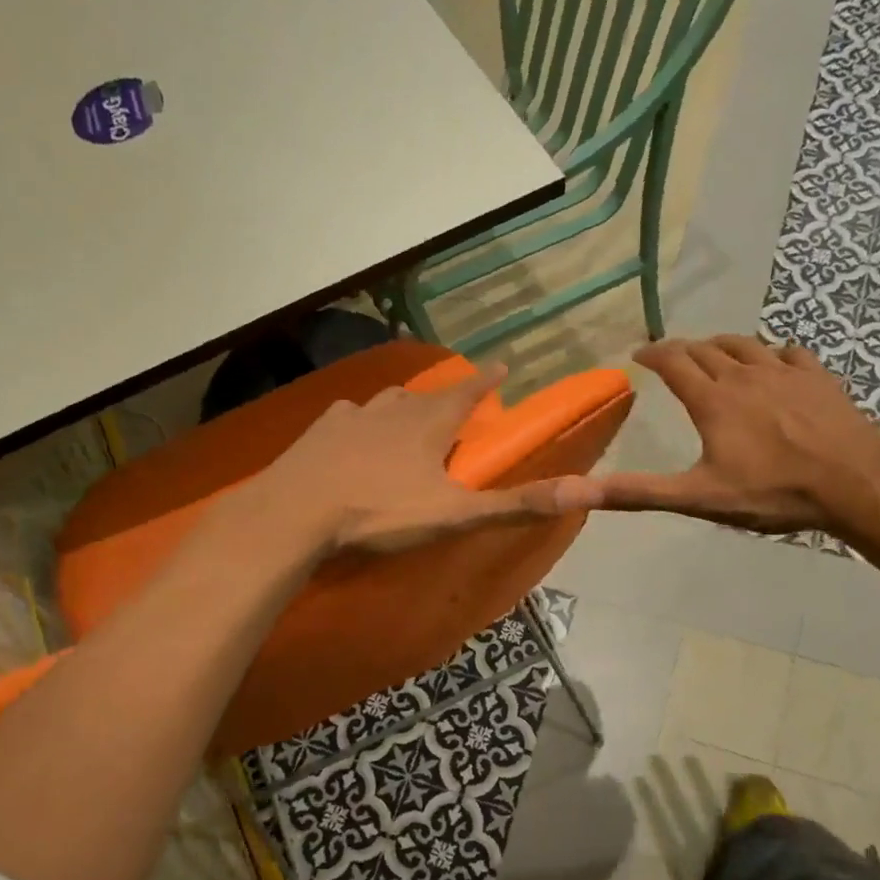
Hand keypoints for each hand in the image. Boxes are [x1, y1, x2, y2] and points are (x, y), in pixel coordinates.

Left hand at [242, 362, 599, 555]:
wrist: (295, 513)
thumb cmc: (380, 513)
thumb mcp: (455, 516)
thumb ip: (515, 505)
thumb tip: (584, 490)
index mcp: (428, 426)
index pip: (467, 393)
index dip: (487, 381)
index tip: (502, 363)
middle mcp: (391, 410)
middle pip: (425, 396)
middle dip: (444, 397)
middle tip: (453, 405)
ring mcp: (350, 417)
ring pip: (384, 402)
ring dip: (401, 406)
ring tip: (404, 416)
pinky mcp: (317, 432)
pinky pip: (345, 417)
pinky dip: (357, 420)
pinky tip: (350, 431)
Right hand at [592, 336, 879, 540]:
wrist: (853, 481)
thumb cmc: (772, 491)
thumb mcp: (698, 497)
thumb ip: (638, 492)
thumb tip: (575, 490)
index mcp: (712, 399)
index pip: (674, 362)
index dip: (653, 354)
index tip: (639, 353)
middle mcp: (744, 374)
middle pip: (706, 349)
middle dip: (683, 349)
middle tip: (671, 356)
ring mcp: (785, 371)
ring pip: (745, 344)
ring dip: (722, 345)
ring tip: (713, 352)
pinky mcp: (818, 377)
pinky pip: (788, 352)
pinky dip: (771, 353)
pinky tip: (773, 362)